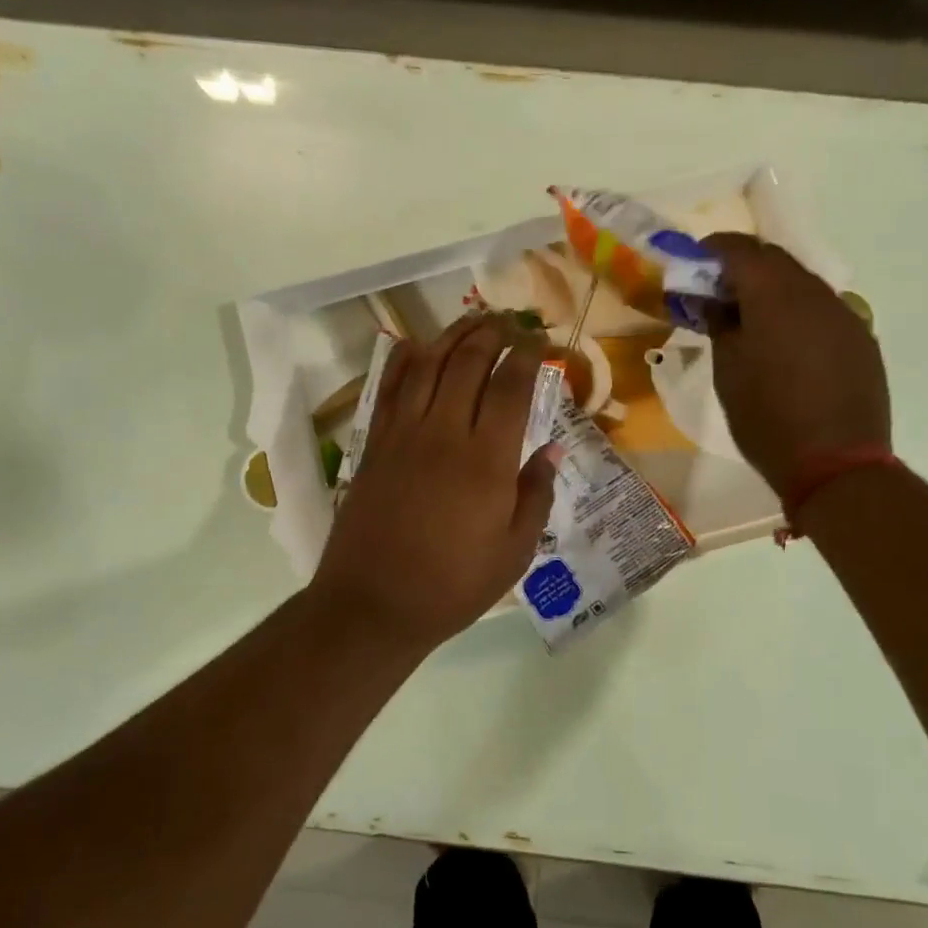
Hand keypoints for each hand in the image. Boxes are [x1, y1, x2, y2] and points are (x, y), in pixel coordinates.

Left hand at [310, 314, 561, 656]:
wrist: (374, 604)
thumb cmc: (454, 584)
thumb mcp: (514, 550)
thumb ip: (536, 494)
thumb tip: (552, 449)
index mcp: (487, 460)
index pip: (509, 387)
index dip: (526, 355)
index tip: (539, 342)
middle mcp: (444, 433)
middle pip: (467, 362)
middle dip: (491, 334)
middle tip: (508, 323)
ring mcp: (403, 434)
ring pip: (426, 364)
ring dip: (451, 336)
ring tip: (471, 323)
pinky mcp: (375, 444)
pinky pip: (389, 388)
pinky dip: (404, 359)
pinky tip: (417, 347)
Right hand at [704, 233, 890, 494]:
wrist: (836, 465)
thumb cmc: (767, 419)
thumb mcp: (728, 373)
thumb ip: (721, 326)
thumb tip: (715, 303)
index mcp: (776, 296)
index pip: (741, 250)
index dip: (713, 249)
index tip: (693, 261)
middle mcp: (816, 294)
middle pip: (775, 262)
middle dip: (743, 267)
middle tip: (717, 291)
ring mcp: (845, 316)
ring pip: (802, 286)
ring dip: (772, 291)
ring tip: (749, 320)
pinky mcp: (862, 340)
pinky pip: (823, 312)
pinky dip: (797, 314)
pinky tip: (785, 345)